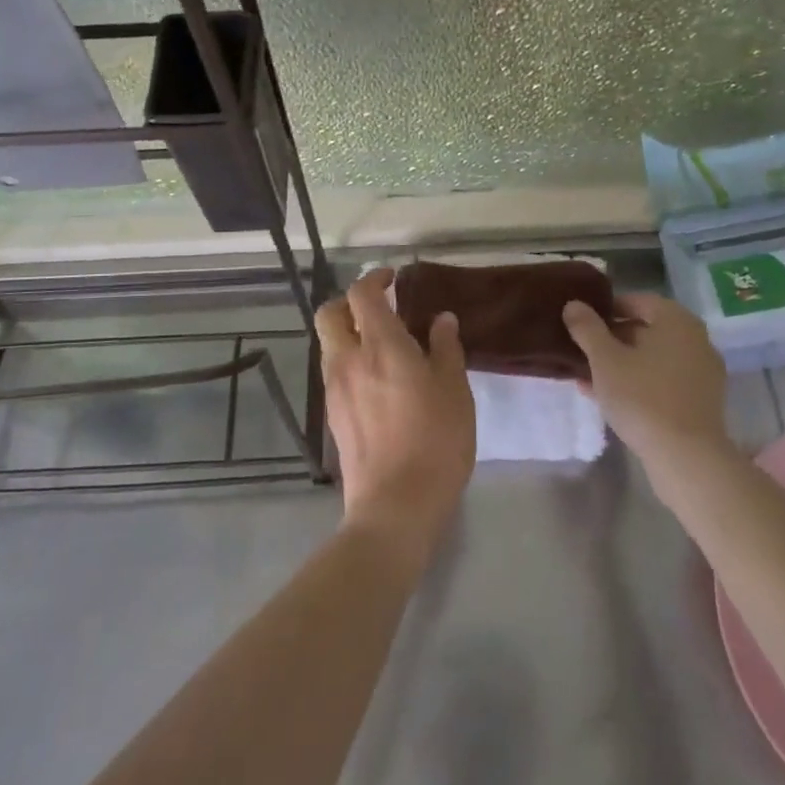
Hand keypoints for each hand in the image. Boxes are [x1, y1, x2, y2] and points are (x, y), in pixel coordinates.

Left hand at [316, 269, 475, 558]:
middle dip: (350, 303)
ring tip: (385, 346)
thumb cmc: (435, 441)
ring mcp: (335, 389)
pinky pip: (335, 371)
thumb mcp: (454, 390)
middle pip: (330, 314)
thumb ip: (446, 348)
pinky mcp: (333, 415)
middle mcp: (347, 360)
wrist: (395, 505)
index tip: (394, 279)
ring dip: (349, 332)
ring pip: (329, 343)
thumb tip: (441, 319)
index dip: (375, 279)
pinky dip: (350, 360)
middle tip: (380, 309)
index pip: (362, 294)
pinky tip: (379, 380)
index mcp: (379, 346)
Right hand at [562, 293, 729, 474]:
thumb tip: (574, 304)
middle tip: (582, 352)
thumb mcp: (605, 360)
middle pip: (646, 329)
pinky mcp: (701, 400)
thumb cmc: (642, 397)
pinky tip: (611, 399)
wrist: (686, 457)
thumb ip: (587, 328)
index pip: (636, 301)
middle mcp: (695, 338)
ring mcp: (702, 371)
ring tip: (589, 378)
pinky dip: (639, 383)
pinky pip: (663, 380)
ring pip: (652, 358)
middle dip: (612, 340)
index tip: (581, 325)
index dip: (606, 310)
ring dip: (622, 364)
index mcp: (676, 320)